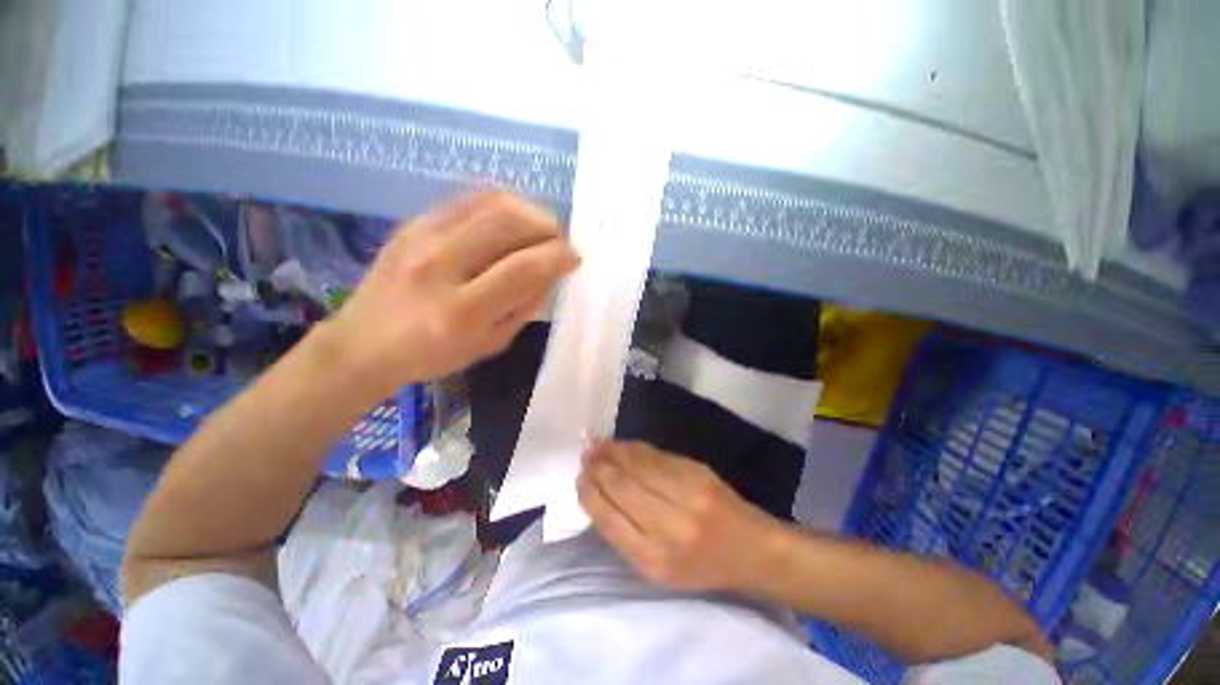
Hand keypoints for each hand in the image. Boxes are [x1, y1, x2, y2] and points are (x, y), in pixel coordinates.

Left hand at [327, 191, 578, 396]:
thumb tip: (550, 272)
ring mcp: (421, 237)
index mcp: (461, 312)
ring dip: (528, 210)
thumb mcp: (490, 344)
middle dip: (548, 226)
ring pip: (489, 201)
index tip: (574, 259)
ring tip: (540, 228)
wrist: (363, 343)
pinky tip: (512, 220)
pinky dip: (501, 203)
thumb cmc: (434, 355)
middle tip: (559, 241)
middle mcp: (439, 266)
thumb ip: (524, 307)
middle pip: (508, 222)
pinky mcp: (413, 222)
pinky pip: (468, 199)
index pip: (524, 269)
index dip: (558, 257)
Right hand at [577, 440, 786, 592]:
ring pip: (636, 465)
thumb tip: (597, 495)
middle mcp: (669, 526)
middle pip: (620, 486)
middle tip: (585, 454)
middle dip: (598, 467)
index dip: (589, 493)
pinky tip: (622, 444)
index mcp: (654, 560)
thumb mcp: (659, 569)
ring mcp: (686, 493)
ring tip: (596, 444)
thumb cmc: (702, 566)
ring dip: (612, 451)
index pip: (609, 518)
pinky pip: (656, 455)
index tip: (579, 478)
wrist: (753, 548)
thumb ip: (626, 534)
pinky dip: (634, 448)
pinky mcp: (697, 471)